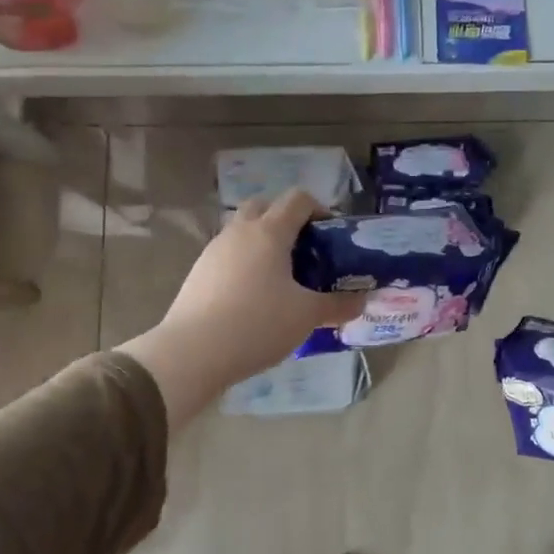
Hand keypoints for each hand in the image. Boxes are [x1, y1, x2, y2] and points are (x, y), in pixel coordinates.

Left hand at [116, 189, 366, 428]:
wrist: (191, 353)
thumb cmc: (257, 324)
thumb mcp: (306, 316)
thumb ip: (338, 305)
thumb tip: (362, 300)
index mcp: (269, 232)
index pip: (298, 199)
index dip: (320, 210)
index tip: (332, 235)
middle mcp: (240, 232)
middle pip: (265, 206)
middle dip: (287, 220)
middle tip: (305, 251)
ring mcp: (214, 251)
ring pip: (243, 231)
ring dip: (264, 243)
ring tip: (282, 278)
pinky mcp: (198, 273)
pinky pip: (229, 256)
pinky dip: (245, 264)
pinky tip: (255, 297)